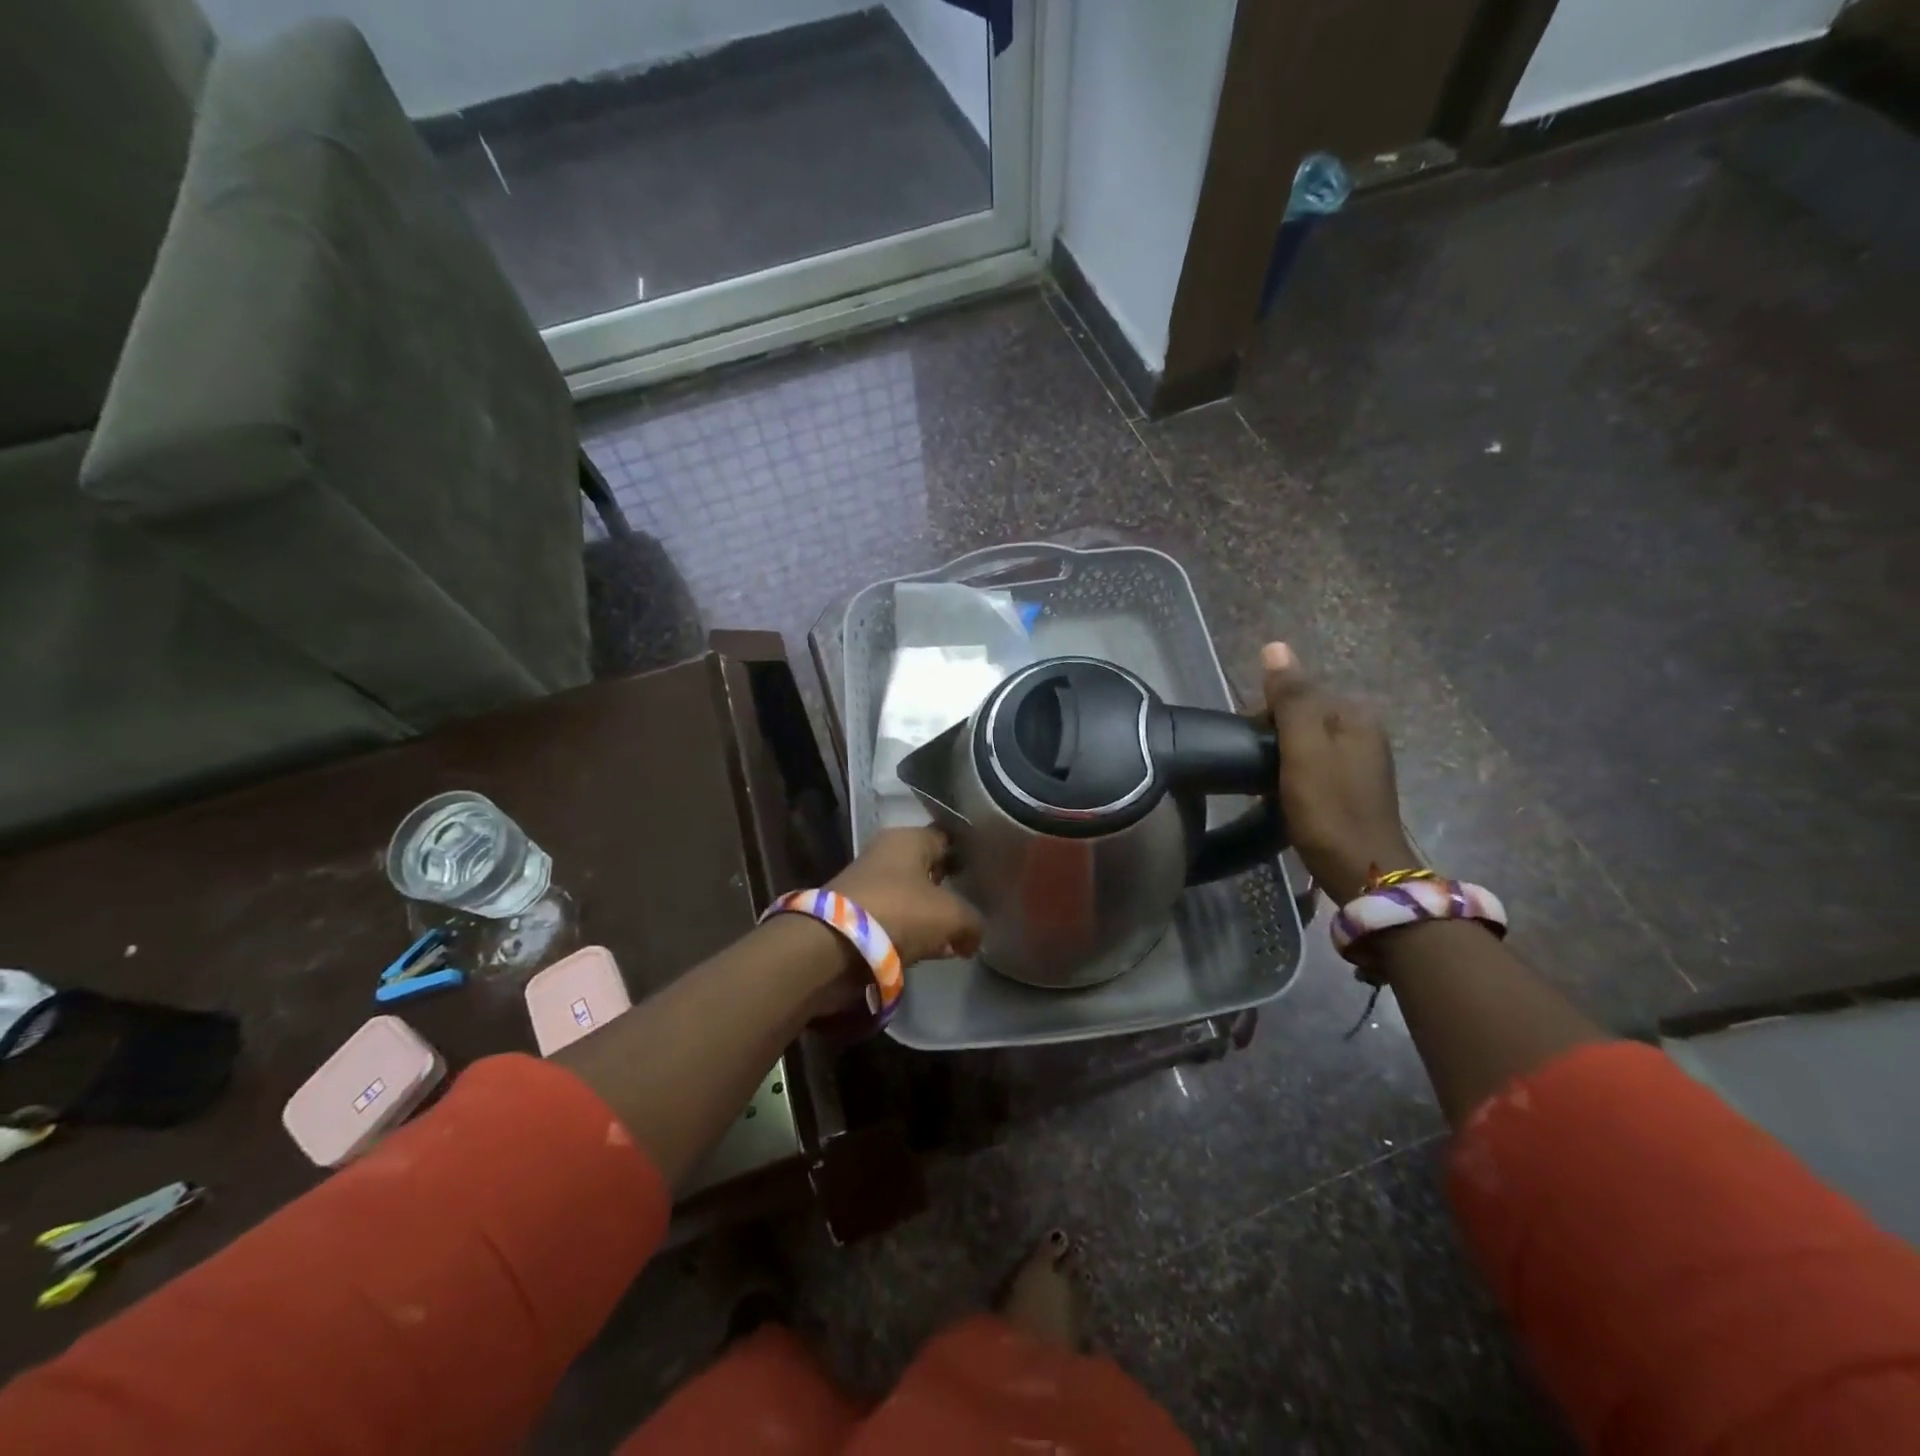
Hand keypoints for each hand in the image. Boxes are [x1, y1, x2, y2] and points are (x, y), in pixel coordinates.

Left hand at [829, 827, 983, 967]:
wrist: (834, 945)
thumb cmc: (899, 912)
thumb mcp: (951, 916)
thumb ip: (973, 922)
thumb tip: (973, 937)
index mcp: (909, 838)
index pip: (948, 839)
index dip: (969, 855)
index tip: (989, 874)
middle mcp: (887, 854)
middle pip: (930, 869)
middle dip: (951, 890)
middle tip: (977, 908)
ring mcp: (870, 886)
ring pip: (913, 898)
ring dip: (932, 917)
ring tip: (958, 939)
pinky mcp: (858, 917)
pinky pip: (897, 922)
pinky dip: (913, 935)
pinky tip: (933, 952)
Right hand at [1261, 642, 1417, 903]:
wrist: (1363, 871)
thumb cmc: (1328, 808)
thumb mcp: (1303, 749)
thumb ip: (1290, 698)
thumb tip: (1274, 646)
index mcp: (1355, 714)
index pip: (1296, 693)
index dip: (1263, 716)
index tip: (1249, 748)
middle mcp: (1364, 730)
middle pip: (1301, 717)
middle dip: (1273, 737)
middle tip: (1256, 772)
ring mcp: (1362, 761)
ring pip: (1305, 743)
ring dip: (1281, 758)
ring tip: (1266, 786)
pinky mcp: (1354, 788)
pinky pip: (1314, 765)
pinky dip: (1295, 775)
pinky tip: (1285, 797)